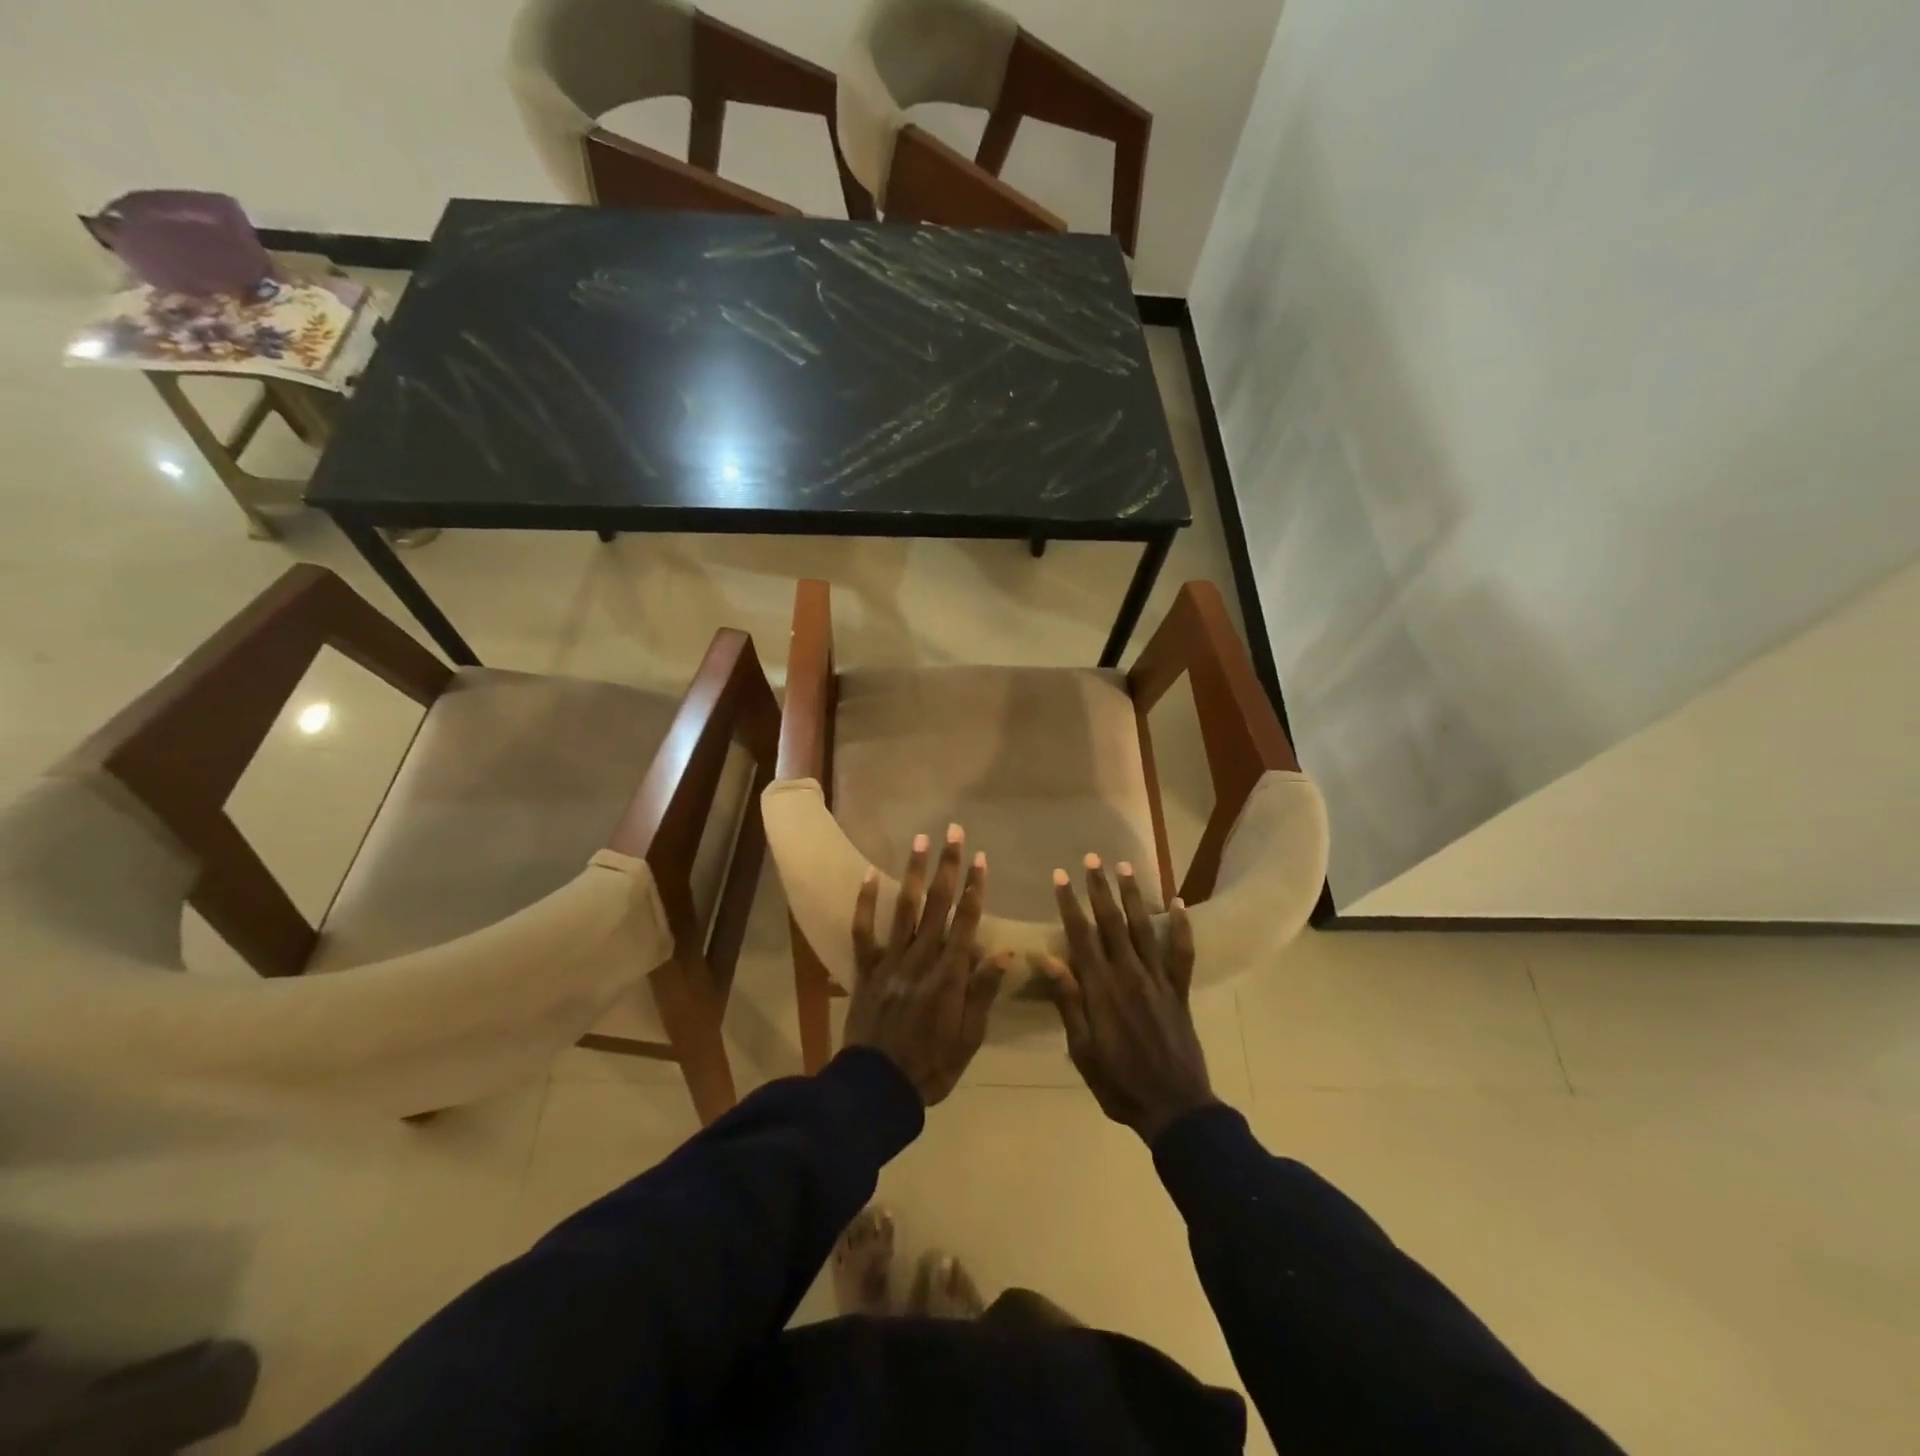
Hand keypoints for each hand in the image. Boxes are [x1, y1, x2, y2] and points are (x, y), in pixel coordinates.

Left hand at [845, 826, 1009, 1105]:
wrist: (877, 1087)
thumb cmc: (932, 1065)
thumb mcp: (969, 1037)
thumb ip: (983, 992)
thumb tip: (1006, 952)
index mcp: (949, 975)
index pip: (966, 922)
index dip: (975, 888)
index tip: (981, 859)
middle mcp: (921, 959)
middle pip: (938, 905)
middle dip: (948, 866)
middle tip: (954, 832)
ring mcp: (890, 961)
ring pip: (905, 908)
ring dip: (914, 872)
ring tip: (920, 840)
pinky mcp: (866, 969)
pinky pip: (863, 931)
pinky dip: (866, 903)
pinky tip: (870, 875)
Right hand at [1034, 856, 1215, 1142]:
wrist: (1175, 1108)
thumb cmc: (1119, 1083)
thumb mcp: (1082, 1049)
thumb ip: (1068, 1001)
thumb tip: (1047, 957)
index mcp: (1101, 989)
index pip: (1081, 936)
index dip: (1070, 904)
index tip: (1060, 876)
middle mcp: (1129, 975)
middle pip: (1112, 923)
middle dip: (1100, 889)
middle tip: (1092, 859)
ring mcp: (1158, 980)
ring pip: (1144, 928)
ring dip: (1134, 896)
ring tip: (1125, 867)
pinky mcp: (1179, 991)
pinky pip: (1182, 952)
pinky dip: (1182, 926)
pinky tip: (1179, 902)